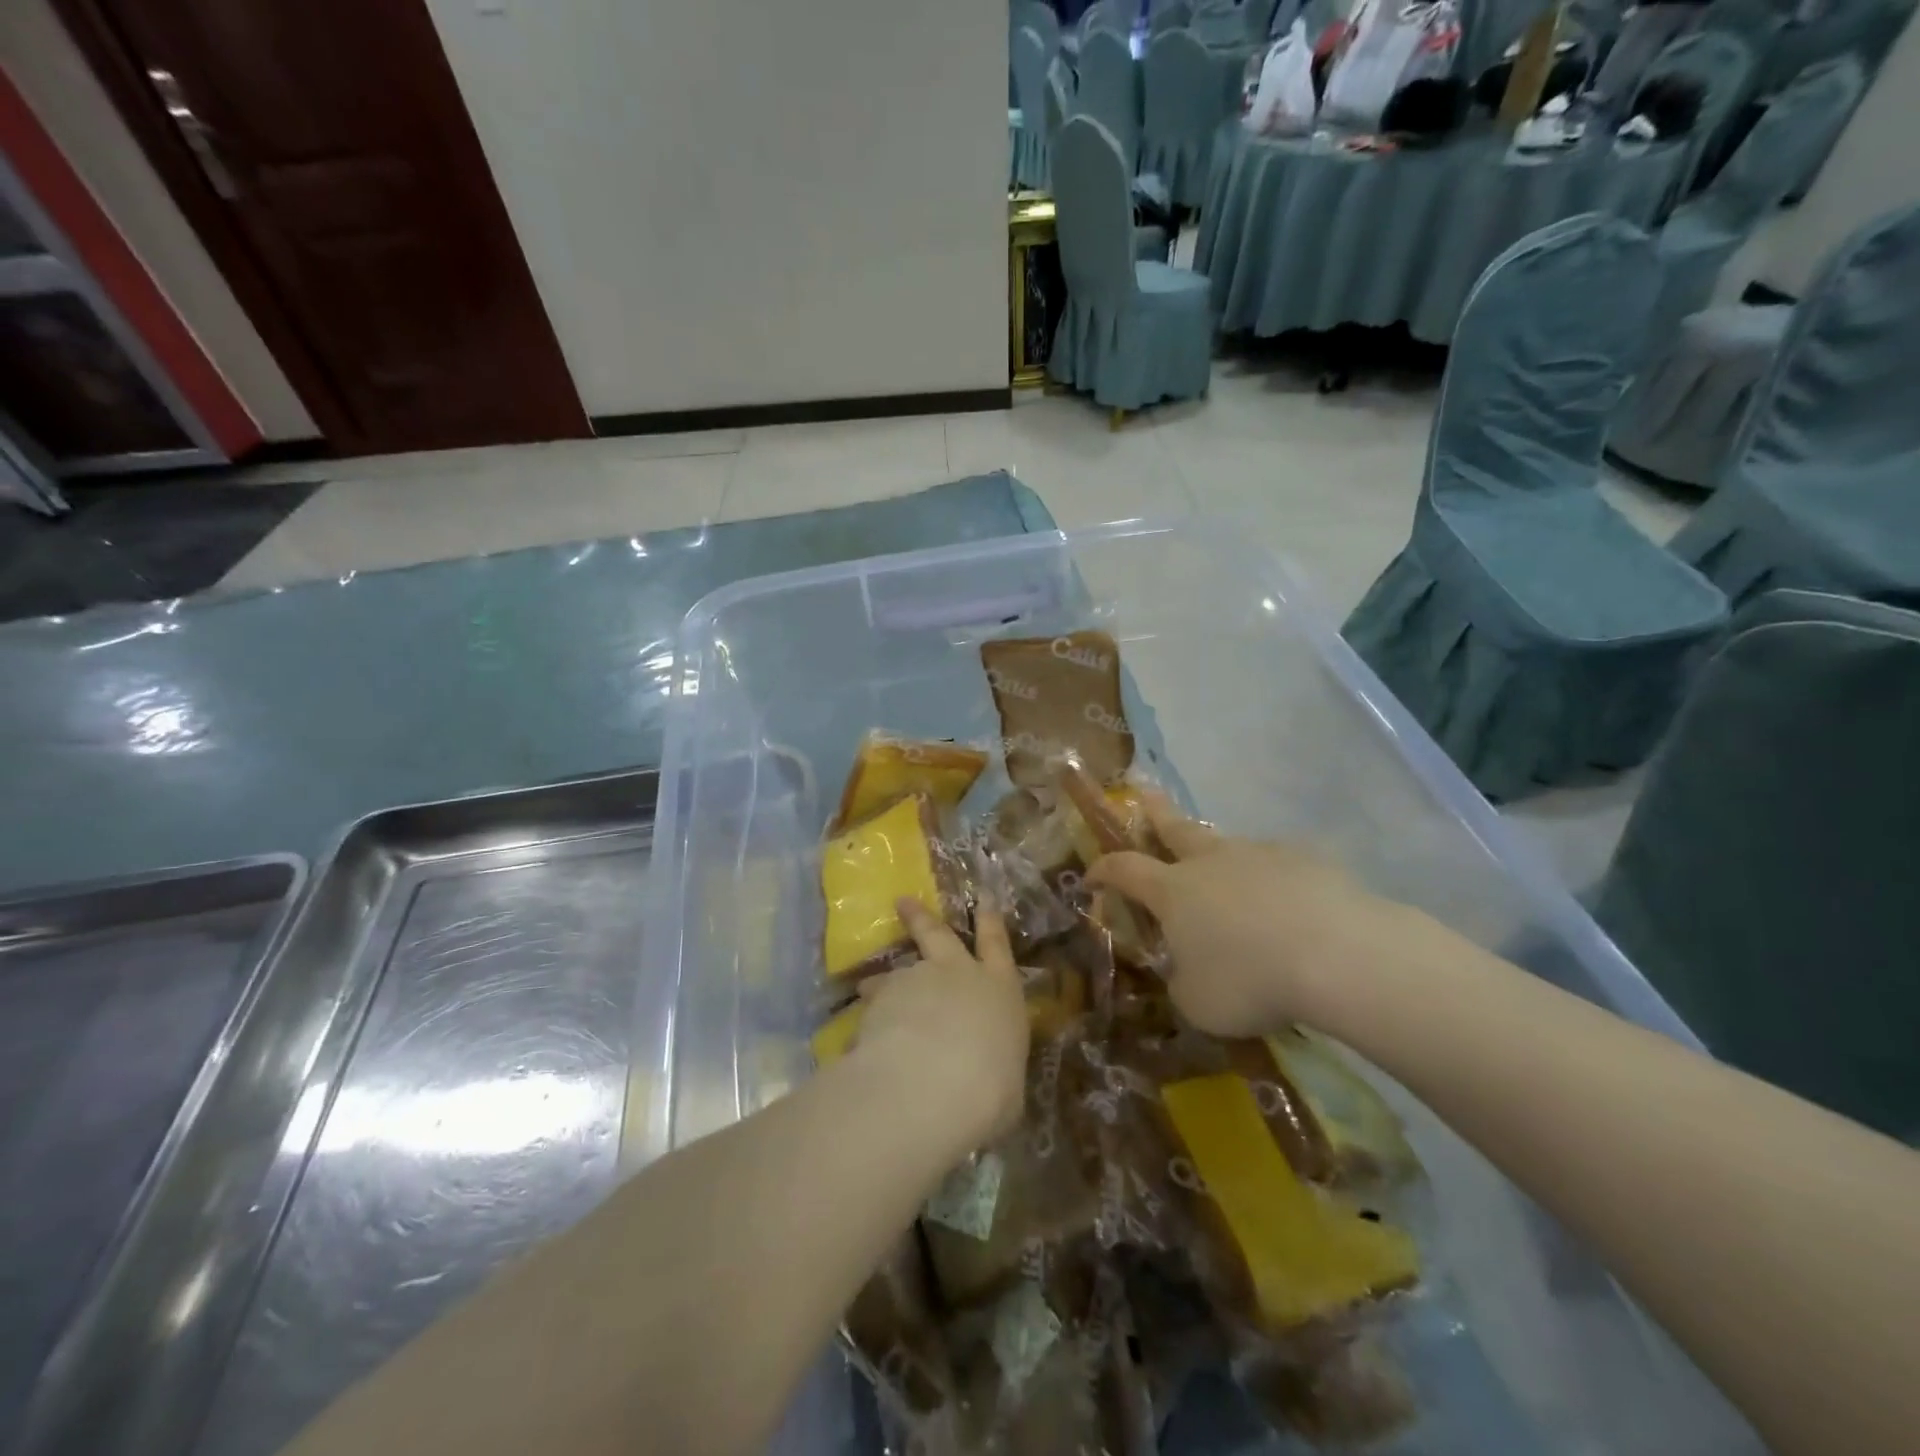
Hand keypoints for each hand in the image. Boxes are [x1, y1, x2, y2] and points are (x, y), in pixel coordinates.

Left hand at [851, 897, 1029, 1146]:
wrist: (936, 1081)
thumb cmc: (991, 1088)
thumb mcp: (1006, 1085)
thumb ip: (992, 1069)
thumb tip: (985, 1078)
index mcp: (1000, 990)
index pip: (998, 946)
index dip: (991, 921)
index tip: (984, 899)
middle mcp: (958, 973)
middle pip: (938, 935)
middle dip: (922, 917)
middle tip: (902, 902)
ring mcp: (917, 980)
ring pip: (896, 974)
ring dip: (882, 982)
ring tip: (866, 987)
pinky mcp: (881, 998)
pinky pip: (872, 1006)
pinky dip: (865, 1018)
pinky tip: (855, 1039)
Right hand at [1086, 791, 1412, 1037]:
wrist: (1338, 955)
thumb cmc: (1250, 980)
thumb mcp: (1198, 1003)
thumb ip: (1181, 983)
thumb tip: (1186, 974)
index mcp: (1173, 890)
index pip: (1123, 869)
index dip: (1102, 870)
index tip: (1090, 877)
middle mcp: (1210, 861)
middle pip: (1174, 826)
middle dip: (1154, 811)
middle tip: (1144, 793)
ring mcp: (1260, 854)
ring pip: (1229, 846)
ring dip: (1220, 856)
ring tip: (1230, 879)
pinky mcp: (1306, 860)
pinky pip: (1279, 865)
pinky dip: (1273, 880)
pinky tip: (1290, 905)